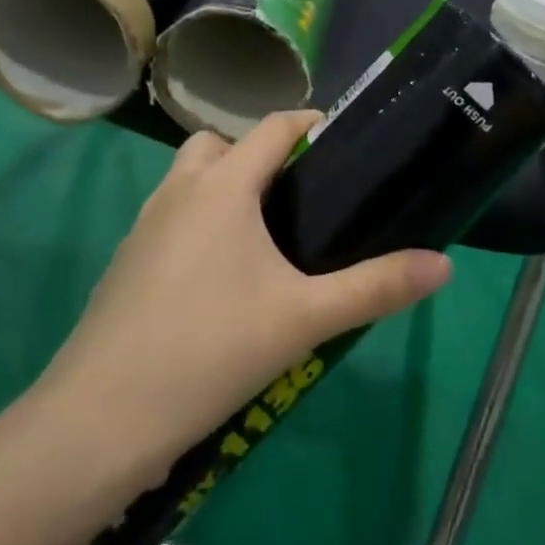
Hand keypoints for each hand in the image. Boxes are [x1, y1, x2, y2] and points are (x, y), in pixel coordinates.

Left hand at [48, 111, 451, 459]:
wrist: (101, 420)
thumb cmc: (211, 349)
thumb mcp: (305, 319)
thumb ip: (375, 287)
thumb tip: (443, 264)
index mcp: (222, 186)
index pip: (272, 126)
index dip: (310, 123)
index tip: (343, 141)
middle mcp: (178, 191)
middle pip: (221, 145)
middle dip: (260, 156)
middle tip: (300, 197)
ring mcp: (143, 226)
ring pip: (189, 181)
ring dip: (224, 189)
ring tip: (265, 240)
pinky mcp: (126, 263)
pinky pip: (170, 219)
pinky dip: (198, 225)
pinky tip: (220, 282)